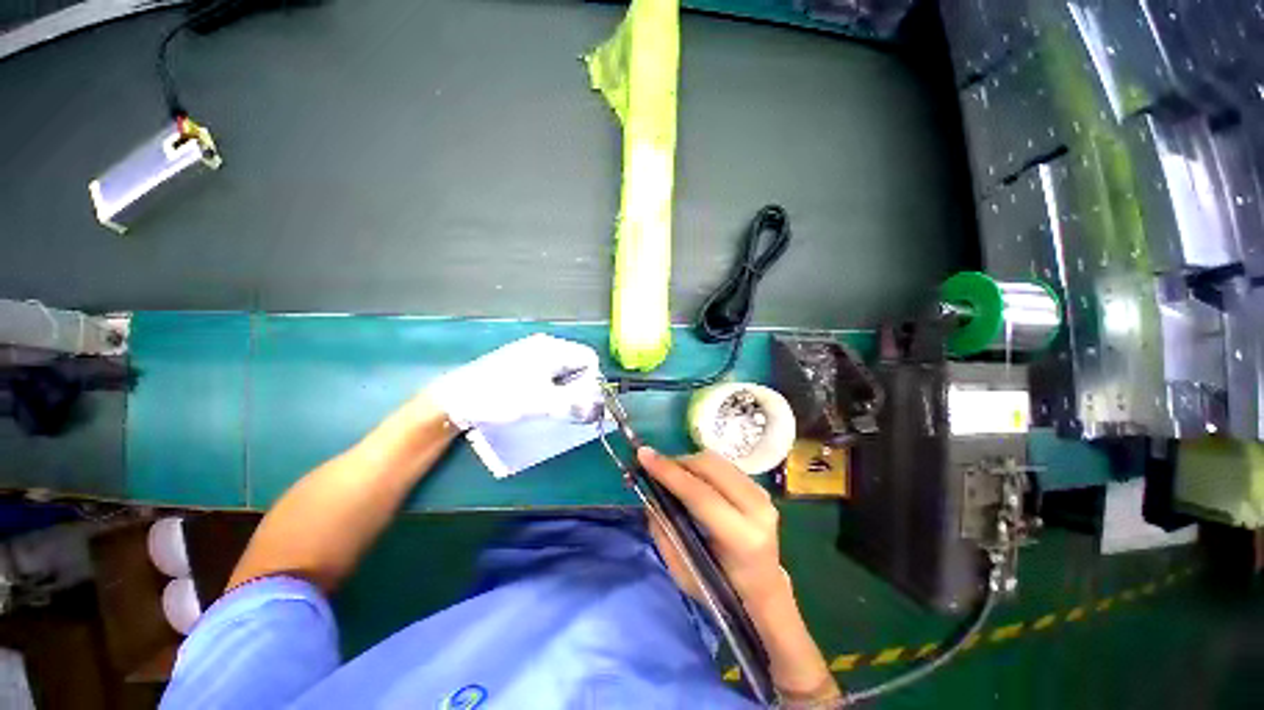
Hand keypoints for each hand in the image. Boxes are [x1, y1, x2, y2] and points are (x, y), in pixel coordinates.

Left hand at [426, 334, 602, 429]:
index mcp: (553, 349)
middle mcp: (545, 345)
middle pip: (576, 363)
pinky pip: (548, 371)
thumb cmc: (501, 397)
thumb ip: (575, 401)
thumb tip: (596, 403)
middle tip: (566, 406)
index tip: (581, 400)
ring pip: (562, 368)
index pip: (589, 359)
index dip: (591, 380)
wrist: (457, 398)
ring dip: (563, 387)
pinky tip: (536, 398)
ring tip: (550, 404)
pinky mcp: (521, 361)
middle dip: (577, 385)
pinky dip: (550, 385)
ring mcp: (531, 351)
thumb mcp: (542, 402)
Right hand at [637, 448, 788, 605]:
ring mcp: (762, 494)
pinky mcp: (759, 486)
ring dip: (688, 462)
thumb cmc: (721, 586)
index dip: (669, 473)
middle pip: (710, 468)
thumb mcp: (684, 573)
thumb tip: (651, 495)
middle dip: (678, 462)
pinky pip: (723, 464)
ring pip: (716, 461)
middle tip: (656, 468)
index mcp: (742, 538)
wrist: (764, 587)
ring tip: (672, 474)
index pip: (700, 495)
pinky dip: (701, 466)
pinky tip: (691, 478)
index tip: (643, 455)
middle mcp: (757, 509)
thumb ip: (665, 532)